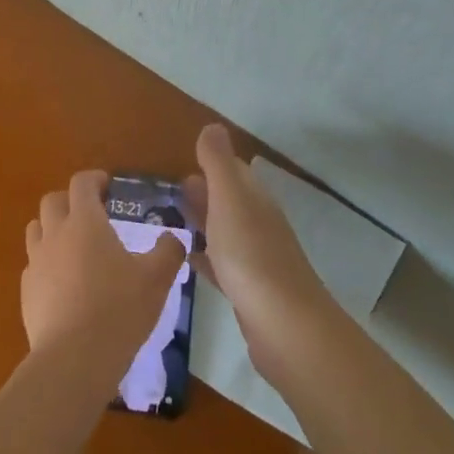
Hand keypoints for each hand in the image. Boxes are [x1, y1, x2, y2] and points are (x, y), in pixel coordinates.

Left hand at [22, 170, 187, 380]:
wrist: (74, 360)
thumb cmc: (119, 309)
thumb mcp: (157, 279)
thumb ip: (168, 251)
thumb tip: (172, 238)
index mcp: (85, 222)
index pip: (81, 183)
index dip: (94, 179)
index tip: (108, 186)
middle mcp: (55, 234)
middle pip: (52, 201)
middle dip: (70, 201)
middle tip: (91, 215)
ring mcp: (36, 263)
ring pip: (36, 230)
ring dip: (53, 229)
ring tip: (74, 247)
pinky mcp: (26, 292)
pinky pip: (34, 265)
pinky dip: (47, 264)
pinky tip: (64, 284)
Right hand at [183, 125, 333, 377]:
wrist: (285, 327)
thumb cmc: (251, 256)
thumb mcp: (229, 199)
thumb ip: (217, 163)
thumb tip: (212, 126)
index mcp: (254, 200)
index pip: (233, 171)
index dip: (210, 164)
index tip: (181, 163)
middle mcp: (258, 224)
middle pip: (229, 201)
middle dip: (203, 193)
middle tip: (168, 193)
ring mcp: (256, 260)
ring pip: (225, 232)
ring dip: (202, 223)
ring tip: (170, 221)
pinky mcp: (249, 292)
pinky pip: (222, 265)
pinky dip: (206, 256)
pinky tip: (189, 259)